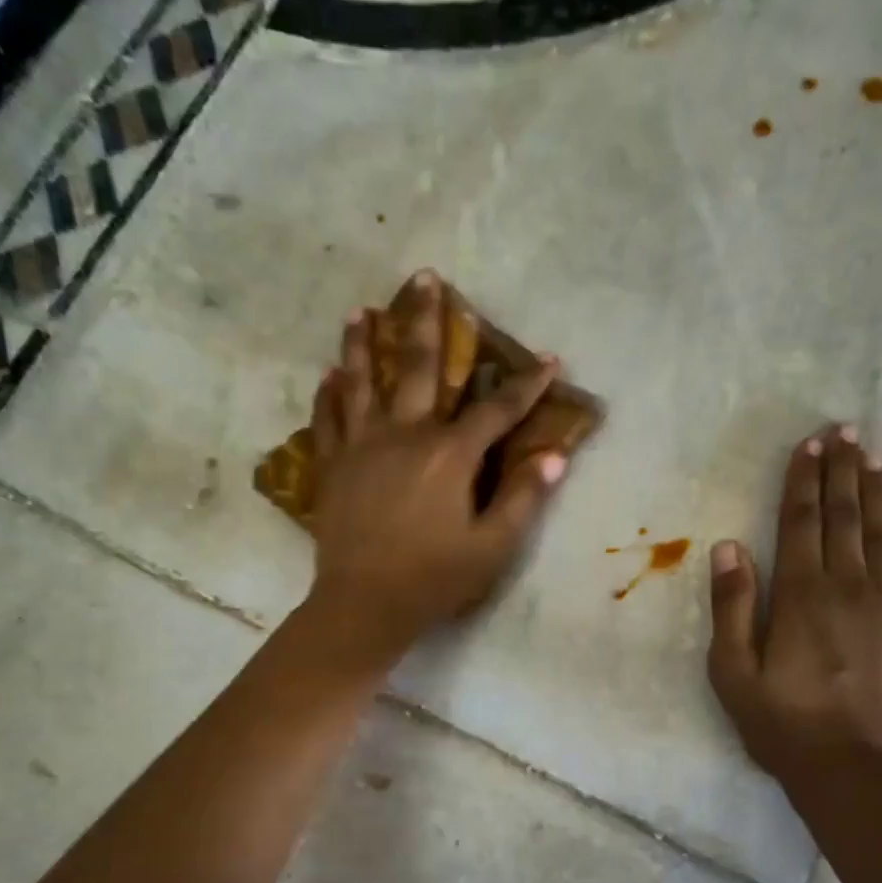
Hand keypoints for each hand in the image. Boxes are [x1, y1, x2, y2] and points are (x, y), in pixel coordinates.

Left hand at [302, 272, 567, 671]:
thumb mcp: (492, 547)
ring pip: (363, 381)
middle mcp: (405, 434)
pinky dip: (329, 393)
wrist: (363, 604)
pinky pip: (328, 418)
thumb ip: (523, 498)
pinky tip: (329, 374)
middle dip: (428, 321)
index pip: (497, 410)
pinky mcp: (333, 466)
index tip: (549, 359)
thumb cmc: (433, 578)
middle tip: (425, 277)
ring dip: (365, 343)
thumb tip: (553, 456)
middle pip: (420, 367)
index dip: (527, 385)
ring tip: (362, 310)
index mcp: (449, 455)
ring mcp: (362, 446)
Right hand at [706, 424, 881, 779]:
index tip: (809, 445)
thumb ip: (732, 606)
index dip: (803, 481)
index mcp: (800, 596)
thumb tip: (729, 545)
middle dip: (843, 472)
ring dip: (875, 491)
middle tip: (846, 430)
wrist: (857, 773)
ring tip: (873, 454)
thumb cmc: (782, 724)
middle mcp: (849, 587)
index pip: (801, 524)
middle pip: (844, 518)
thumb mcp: (732, 672)